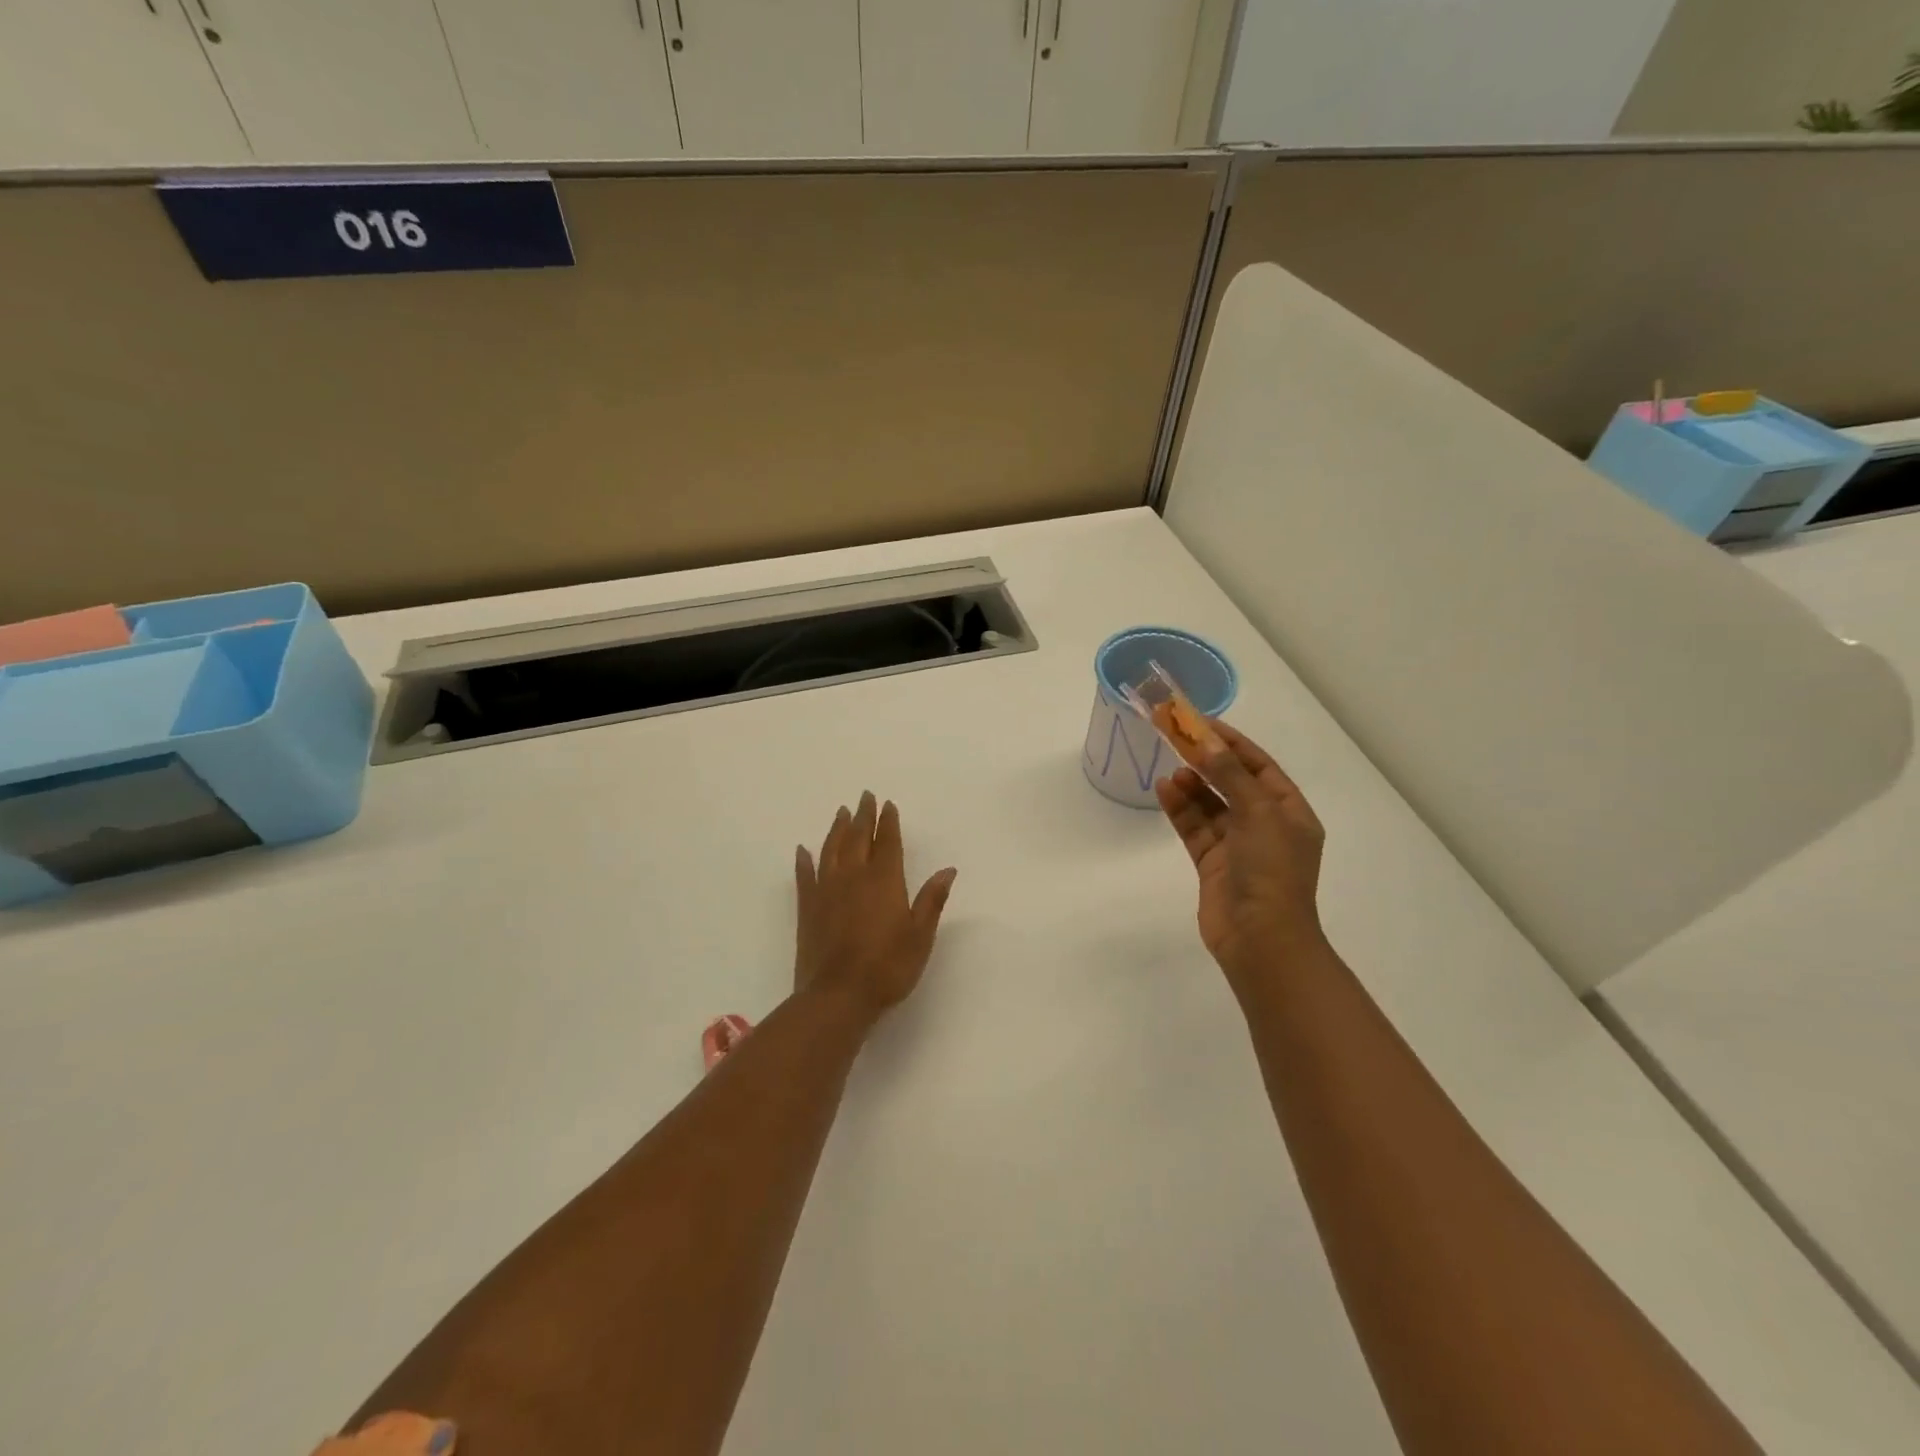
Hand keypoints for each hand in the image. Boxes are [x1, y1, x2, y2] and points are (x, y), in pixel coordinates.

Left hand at [795, 791, 957, 1020]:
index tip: (888, 804)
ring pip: (831, 850)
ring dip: (837, 829)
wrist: (837, 996)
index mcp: (884, 881)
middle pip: (858, 838)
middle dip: (863, 816)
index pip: (887, 843)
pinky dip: (804, 861)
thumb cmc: (887, 967)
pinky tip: (802, 850)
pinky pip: (804, 876)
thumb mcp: (920, 936)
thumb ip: (931, 900)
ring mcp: (826, 891)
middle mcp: (853, 877)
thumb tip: (948, 869)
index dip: (889, 822)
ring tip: (841, 813)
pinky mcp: (807, 909)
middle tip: (865, 796)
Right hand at [1155, 721, 1326, 986]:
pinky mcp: (1213, 864)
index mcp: (1290, 812)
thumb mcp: (1258, 814)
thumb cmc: (1271, 871)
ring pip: (1210, 805)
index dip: (1232, 743)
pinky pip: (1195, 828)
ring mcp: (1238, 846)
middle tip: (1176, 737)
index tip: (1202, 722)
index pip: (1260, 767)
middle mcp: (1265, 826)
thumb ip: (1231, 776)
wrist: (1261, 939)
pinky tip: (1164, 790)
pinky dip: (1180, 809)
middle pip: (1233, 783)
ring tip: (1171, 769)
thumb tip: (1208, 743)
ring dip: (1192, 785)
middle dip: (1207, 761)